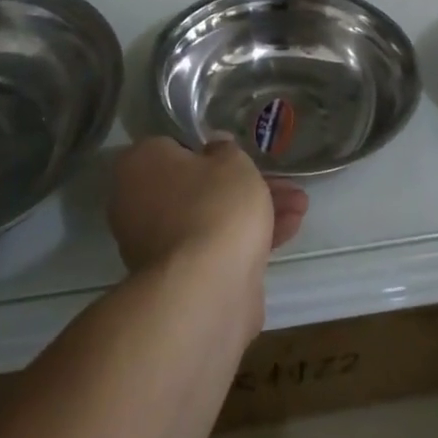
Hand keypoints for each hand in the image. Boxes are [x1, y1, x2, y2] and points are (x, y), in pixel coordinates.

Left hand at [107, 135, 308, 279]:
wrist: (206, 289)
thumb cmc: (215, 206)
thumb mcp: (232, 162)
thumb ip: (226, 150)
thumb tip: (214, 148)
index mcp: (139, 164)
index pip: (174, 147)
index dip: (210, 149)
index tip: (238, 154)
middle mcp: (137, 203)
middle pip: (198, 186)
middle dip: (244, 186)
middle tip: (283, 182)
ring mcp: (156, 244)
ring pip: (210, 217)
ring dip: (254, 211)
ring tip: (300, 206)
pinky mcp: (179, 276)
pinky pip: (214, 246)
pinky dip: (246, 238)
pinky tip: (288, 231)